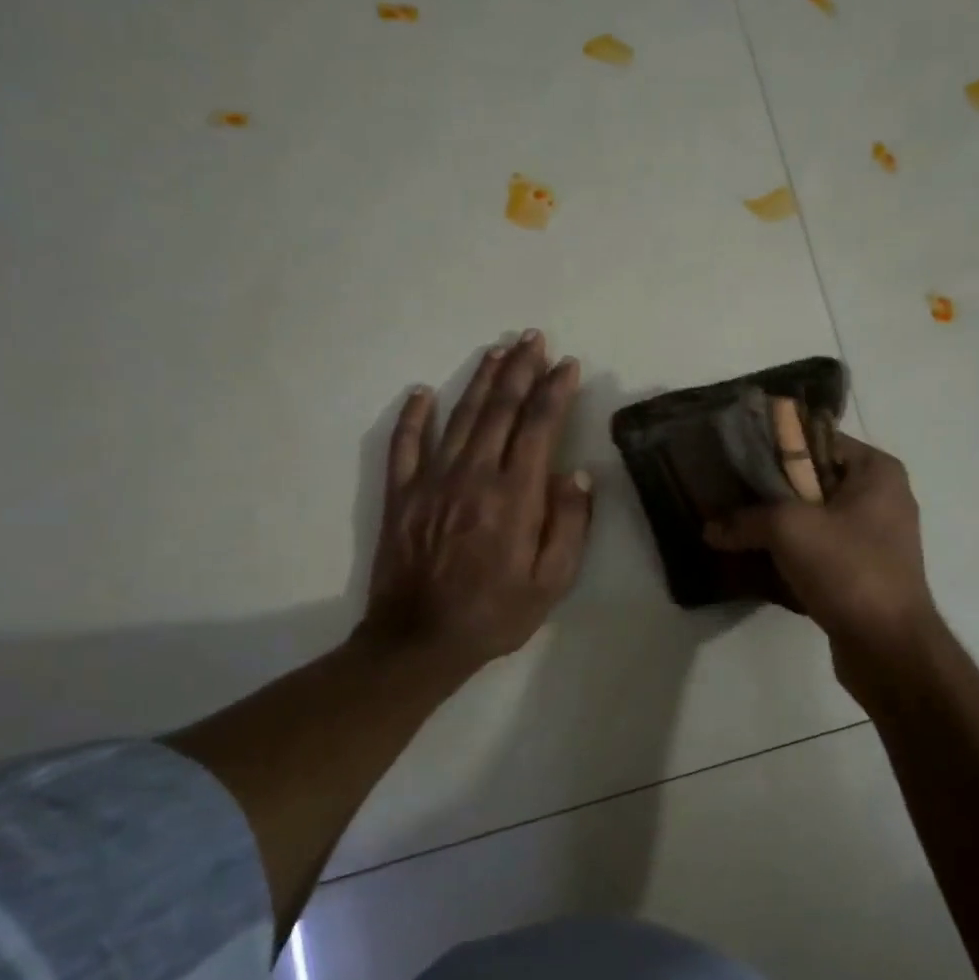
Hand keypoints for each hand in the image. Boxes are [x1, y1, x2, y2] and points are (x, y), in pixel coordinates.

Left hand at [359, 331, 592, 675]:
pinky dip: (414, 415)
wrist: (420, 641)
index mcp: (515, 495)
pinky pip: (405, 445)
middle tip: (533, 338)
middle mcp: (474, 475)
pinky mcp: (401, 495)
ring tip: (497, 351)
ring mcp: (432, 481)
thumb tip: (577, 473)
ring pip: (460, 417)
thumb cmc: (496, 613)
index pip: (539, 426)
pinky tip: (423, 391)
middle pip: (500, 409)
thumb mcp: (552, 581)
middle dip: (520, 370)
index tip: (567, 364)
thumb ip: (569, 524)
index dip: (555, 390)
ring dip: (480, 380)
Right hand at [703, 432, 936, 652]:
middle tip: (726, 493)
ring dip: (775, 526)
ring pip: (813, 519)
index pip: (817, 440)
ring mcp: (873, 539)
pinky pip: (818, 551)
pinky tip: (754, 561)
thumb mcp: (789, 530)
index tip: (735, 457)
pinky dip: (789, 555)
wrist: (889, 647)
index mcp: (876, 472)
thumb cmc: (848, 569)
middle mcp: (880, 499)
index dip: (775, 446)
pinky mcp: (862, 573)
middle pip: (813, 481)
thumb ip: (745, 519)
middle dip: (769, 490)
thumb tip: (709, 528)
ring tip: (732, 526)